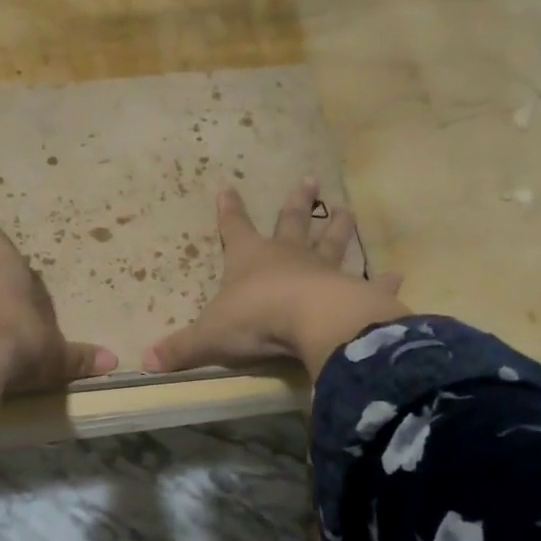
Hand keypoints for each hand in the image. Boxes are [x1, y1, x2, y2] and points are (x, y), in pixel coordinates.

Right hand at [143, 179, 406, 379]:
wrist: (310, 323)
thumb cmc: (255, 321)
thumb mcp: (209, 337)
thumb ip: (180, 349)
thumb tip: (143, 361)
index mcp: (250, 259)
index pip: (234, 228)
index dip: (229, 210)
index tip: (227, 186)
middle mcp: (288, 255)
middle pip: (292, 222)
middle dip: (297, 202)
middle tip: (311, 179)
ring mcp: (323, 269)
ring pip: (332, 242)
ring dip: (338, 227)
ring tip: (347, 210)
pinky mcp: (353, 291)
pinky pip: (369, 282)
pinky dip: (382, 279)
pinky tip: (397, 273)